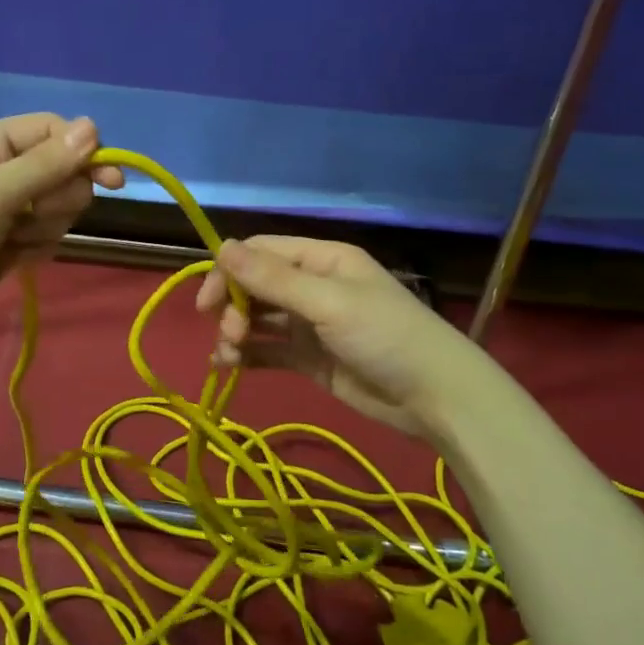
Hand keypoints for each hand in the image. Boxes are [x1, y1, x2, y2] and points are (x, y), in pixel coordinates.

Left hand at [0, 114, 122, 346]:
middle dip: (57, 198)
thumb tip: (93, 126)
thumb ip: (45, 164)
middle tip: (29, 218)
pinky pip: (43, 236)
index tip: (112, 182)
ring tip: (12, 245)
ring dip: (44, 228)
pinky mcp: (3, 245)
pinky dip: (35, 249)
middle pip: (60, 171)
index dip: (83, 152)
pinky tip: (13, 262)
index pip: (50, 131)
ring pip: (55, 207)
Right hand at [194, 236, 499, 440]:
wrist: (435, 398)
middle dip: (233, 306)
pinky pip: (268, 348)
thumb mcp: (328, 302)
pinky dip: (246, 354)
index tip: (208, 301)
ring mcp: (309, 323)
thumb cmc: (385, 336)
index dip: (229, 270)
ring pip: (258, 317)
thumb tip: (220, 246)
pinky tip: (228, 366)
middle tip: (230, 334)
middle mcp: (312, 285)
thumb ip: (272, 279)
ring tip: (228, 356)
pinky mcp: (309, 358)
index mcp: (321, 260)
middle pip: (255, 285)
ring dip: (235, 332)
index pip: (261, 252)